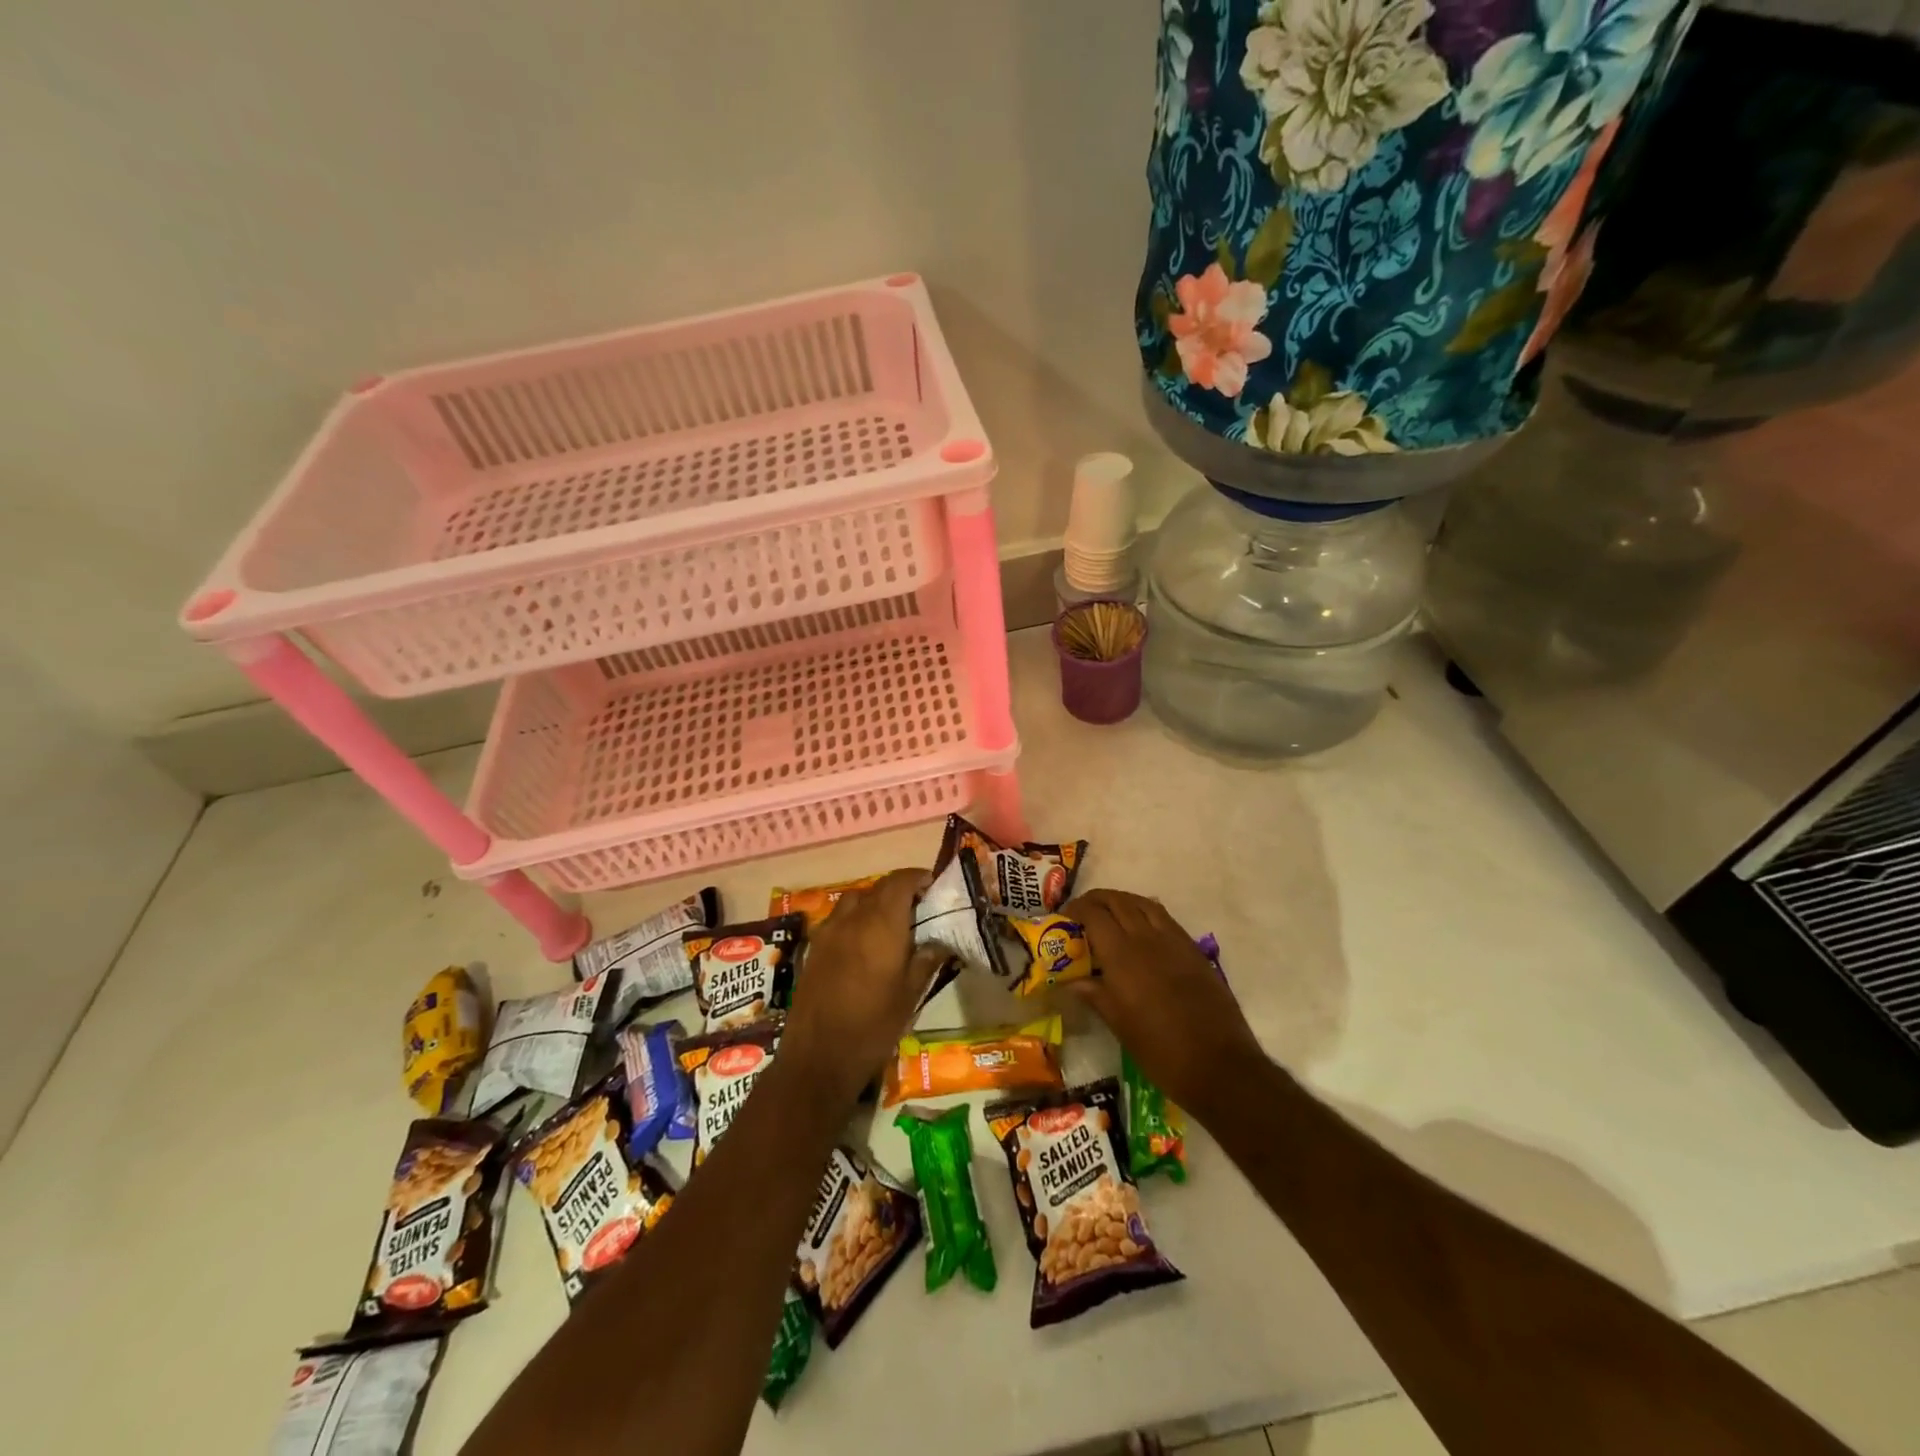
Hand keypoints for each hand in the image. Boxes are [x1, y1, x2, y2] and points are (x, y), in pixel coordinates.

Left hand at [781, 868, 942, 1107]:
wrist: (818, 1057)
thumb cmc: (873, 1026)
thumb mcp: (910, 994)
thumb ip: (926, 959)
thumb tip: (941, 940)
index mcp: (881, 924)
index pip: (900, 881)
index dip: (918, 878)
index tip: (933, 888)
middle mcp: (853, 918)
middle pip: (878, 888)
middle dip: (899, 891)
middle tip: (918, 910)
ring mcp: (829, 931)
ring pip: (855, 900)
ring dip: (875, 903)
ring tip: (892, 926)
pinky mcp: (814, 948)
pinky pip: (839, 919)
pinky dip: (855, 920)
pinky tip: (864, 945)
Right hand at [1066, 888, 1266, 1117]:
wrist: (1218, 1064)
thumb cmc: (1159, 1050)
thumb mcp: (1119, 1024)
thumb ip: (1095, 994)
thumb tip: (1072, 981)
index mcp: (1122, 955)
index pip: (1093, 914)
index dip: (1076, 909)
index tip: (1064, 918)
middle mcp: (1146, 937)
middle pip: (1117, 901)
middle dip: (1096, 900)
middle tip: (1082, 912)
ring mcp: (1173, 940)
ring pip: (1143, 903)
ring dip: (1122, 901)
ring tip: (1109, 913)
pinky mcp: (1193, 949)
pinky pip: (1164, 917)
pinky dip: (1145, 912)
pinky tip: (1140, 928)